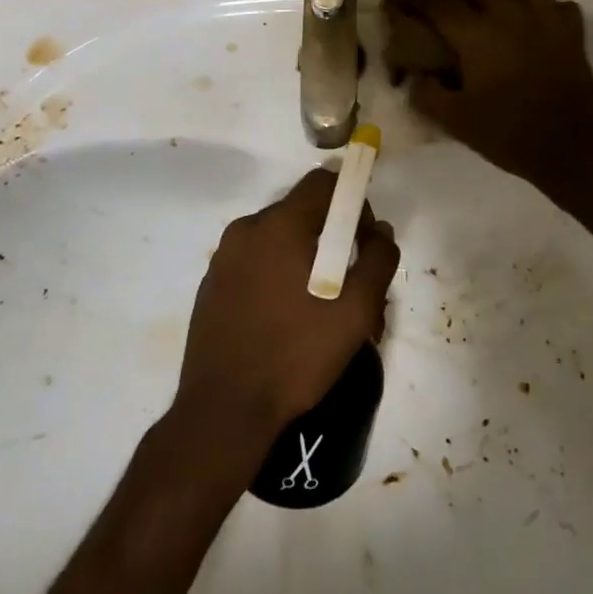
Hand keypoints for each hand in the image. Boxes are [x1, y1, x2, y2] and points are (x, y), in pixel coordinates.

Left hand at [177, 170, 399, 439]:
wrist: (224, 410)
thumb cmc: (296, 354)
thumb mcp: (356, 310)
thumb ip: (378, 260)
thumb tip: (380, 230)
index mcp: (279, 225)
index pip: (323, 183)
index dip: (352, 201)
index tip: (363, 241)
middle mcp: (246, 230)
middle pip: (301, 211)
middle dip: (331, 236)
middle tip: (349, 282)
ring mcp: (224, 258)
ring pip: (278, 240)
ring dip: (305, 259)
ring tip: (321, 308)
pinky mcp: (212, 285)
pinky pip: (256, 263)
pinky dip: (278, 275)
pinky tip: (287, 319)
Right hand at [383, 0, 592, 187]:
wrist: (569, 150)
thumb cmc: (508, 134)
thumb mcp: (456, 122)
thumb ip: (428, 95)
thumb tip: (417, 77)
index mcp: (477, 36)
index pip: (438, 3)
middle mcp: (510, 16)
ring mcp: (546, 21)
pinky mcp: (573, 34)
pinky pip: (560, 5)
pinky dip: (546, 6)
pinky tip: (536, 20)